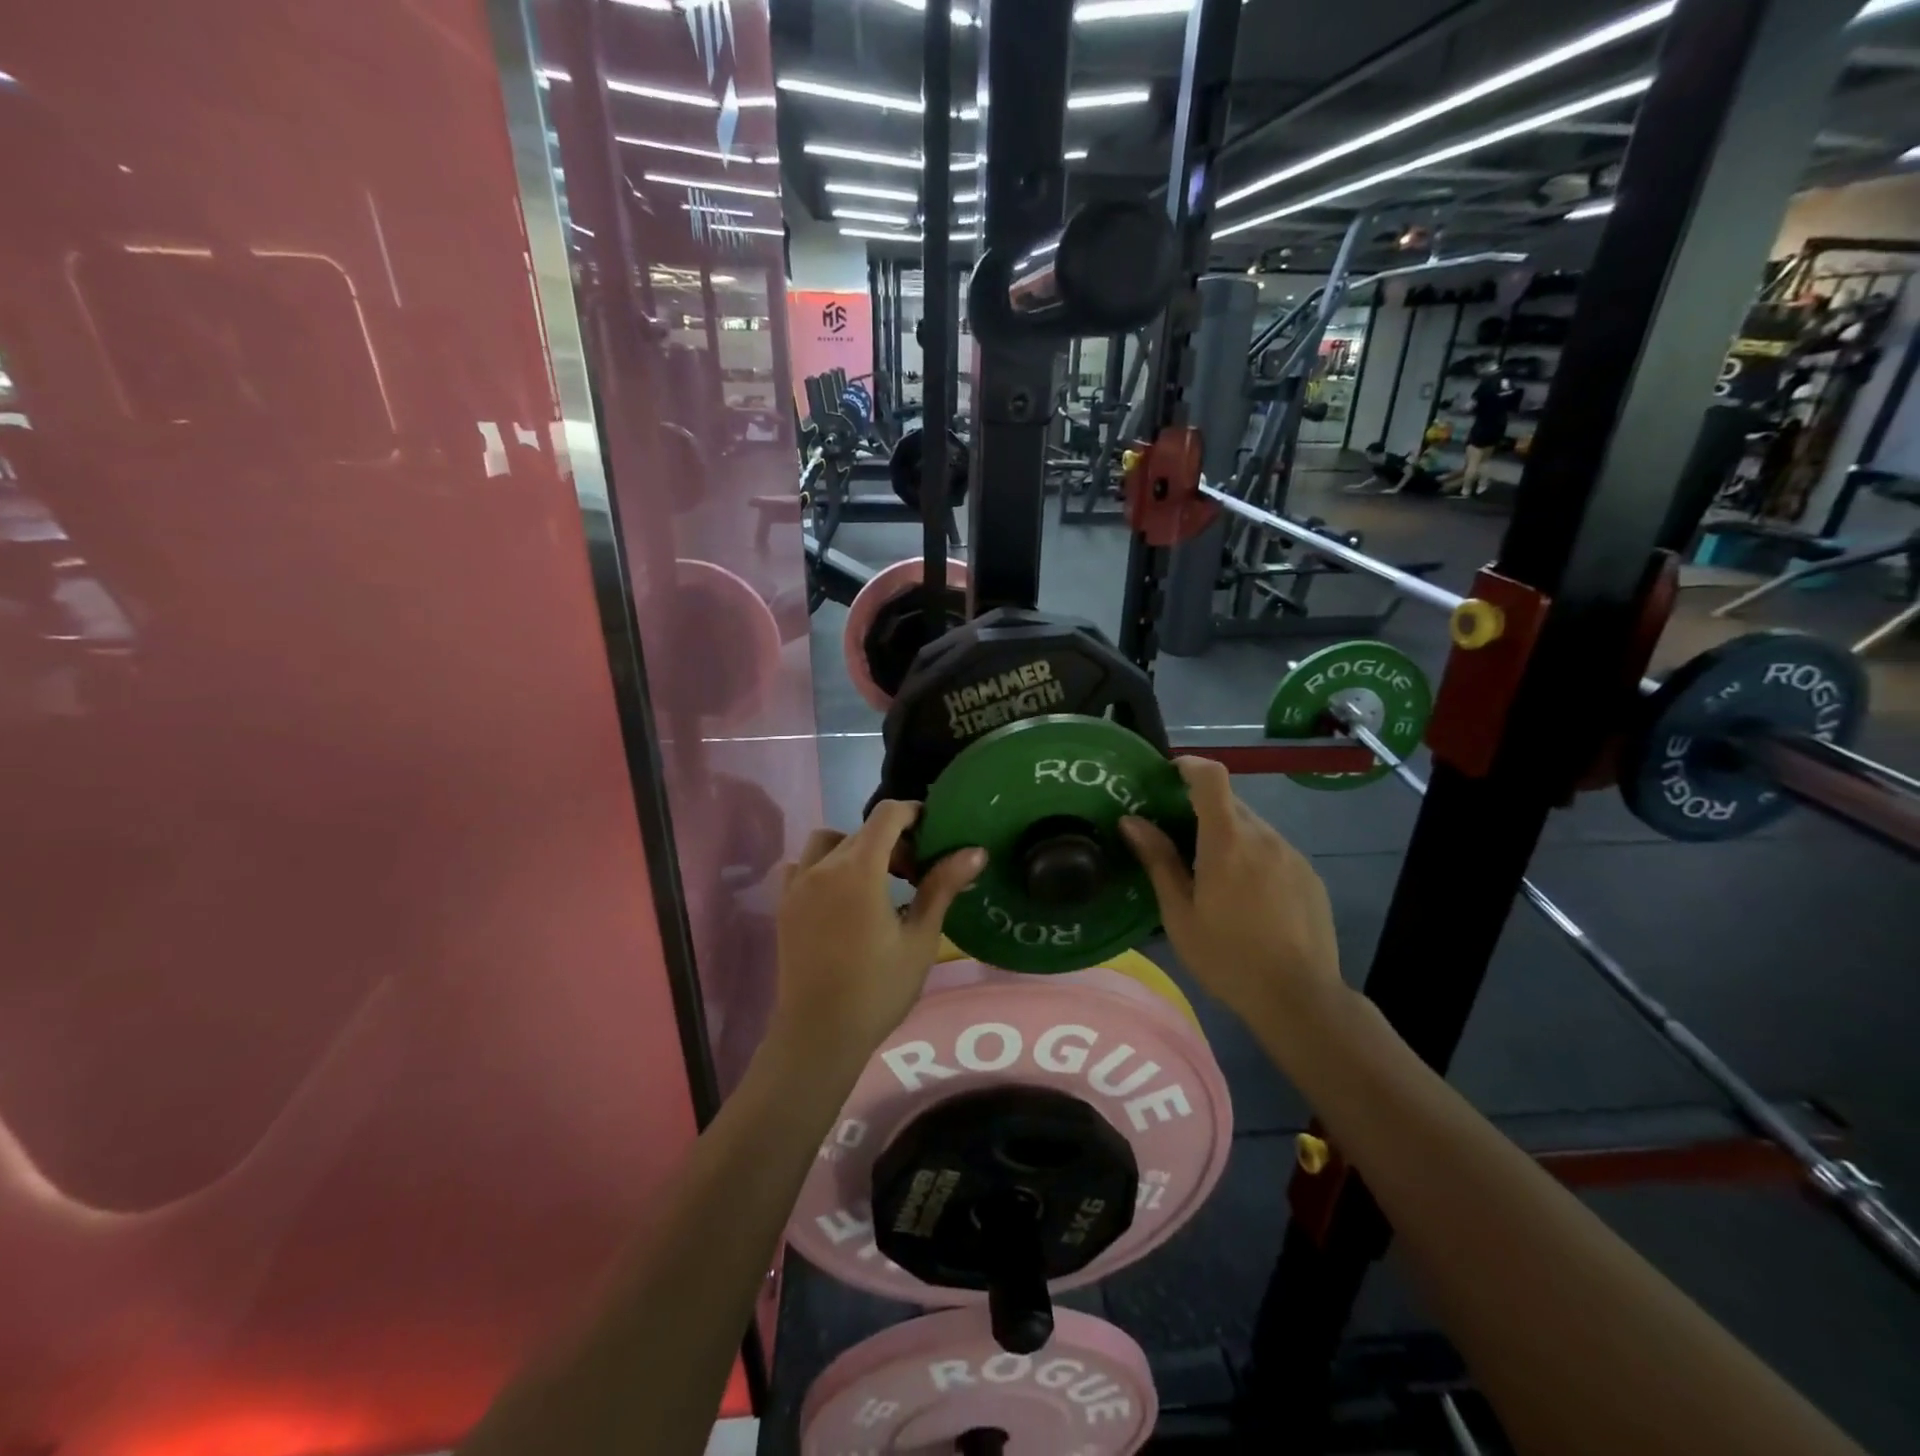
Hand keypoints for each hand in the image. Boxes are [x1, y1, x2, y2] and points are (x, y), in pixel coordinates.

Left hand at [774, 802, 985, 1068]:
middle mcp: (823, 866)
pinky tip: (839, 895)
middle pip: (862, 831)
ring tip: (875, 880)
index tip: (932, 831)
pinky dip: (823, 865)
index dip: (912, 813)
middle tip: (916, 872)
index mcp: (859, 870)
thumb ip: (942, 887)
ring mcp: (798, 884)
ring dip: (855, 848)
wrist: (819, 1033)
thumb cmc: (878, 989)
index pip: (886, 816)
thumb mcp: (920, 938)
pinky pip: (802, 865)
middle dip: (892, 840)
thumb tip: (975, 852)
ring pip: (828, 842)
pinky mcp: (784, 904)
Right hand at [1120, 757, 1339, 1028]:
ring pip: (1253, 828)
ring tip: (1213, 876)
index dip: (1189, 766)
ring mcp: (1292, 855)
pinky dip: (1253, 857)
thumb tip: (1131, 821)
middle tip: (1179, 839)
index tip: (1169, 774)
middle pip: (1230, 804)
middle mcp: (1264, 836)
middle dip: (1203, 810)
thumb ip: (1158, 860)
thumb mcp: (1180, 914)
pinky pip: (1274, 850)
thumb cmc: (1227, 957)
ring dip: (1229, 837)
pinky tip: (1247, 898)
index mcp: (1227, 841)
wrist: (1300, 998)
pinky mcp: (1309, 875)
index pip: (1212, 778)